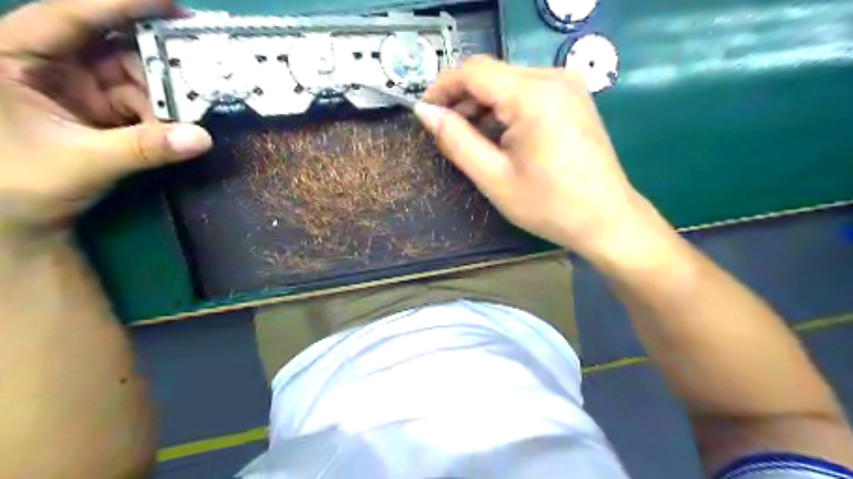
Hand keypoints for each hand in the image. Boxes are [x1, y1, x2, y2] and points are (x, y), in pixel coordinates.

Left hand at [0, 1, 210, 236]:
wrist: (20, 220)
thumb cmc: (21, 185)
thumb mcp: (83, 162)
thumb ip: (144, 148)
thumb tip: (203, 138)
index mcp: (11, 57)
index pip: (70, 15)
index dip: (122, 4)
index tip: (173, 5)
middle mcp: (46, 63)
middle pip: (113, 45)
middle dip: (158, 62)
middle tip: (201, 72)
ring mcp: (76, 86)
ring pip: (134, 75)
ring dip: (165, 95)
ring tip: (191, 113)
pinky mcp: (99, 108)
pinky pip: (141, 101)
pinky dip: (162, 114)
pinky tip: (176, 128)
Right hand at [417, 56, 654, 261]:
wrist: (607, 220)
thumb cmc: (549, 205)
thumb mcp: (493, 177)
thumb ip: (455, 140)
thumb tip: (424, 112)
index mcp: (534, 95)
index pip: (473, 71)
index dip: (442, 87)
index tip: (424, 112)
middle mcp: (553, 78)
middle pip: (491, 75)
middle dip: (462, 100)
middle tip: (446, 133)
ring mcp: (567, 86)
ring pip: (508, 83)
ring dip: (483, 107)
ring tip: (472, 140)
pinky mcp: (573, 99)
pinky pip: (527, 93)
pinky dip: (505, 111)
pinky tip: (500, 138)